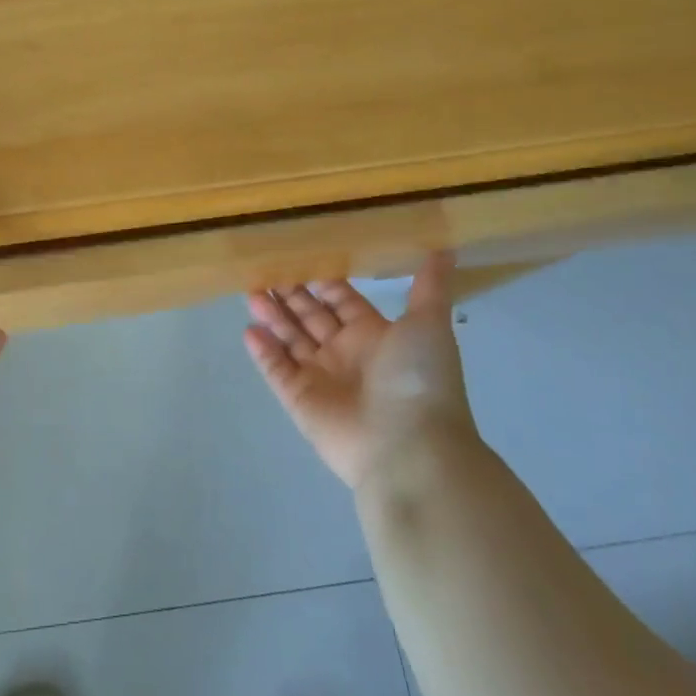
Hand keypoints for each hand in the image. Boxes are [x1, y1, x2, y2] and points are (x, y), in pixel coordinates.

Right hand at [244, 254, 473, 488]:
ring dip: (272, 316)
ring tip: (249, 291)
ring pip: (290, 340)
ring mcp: (322, 380)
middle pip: (311, 317)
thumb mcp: (429, 324)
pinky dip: (263, 352)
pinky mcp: (301, 402)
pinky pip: (277, 372)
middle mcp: (346, 354)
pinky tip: (248, 330)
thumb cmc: (418, 379)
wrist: (410, 449)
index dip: (322, 280)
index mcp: (375, 336)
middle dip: (290, 294)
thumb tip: (447, 247)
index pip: (341, 300)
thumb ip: (430, 285)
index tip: (298, 254)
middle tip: (264, 268)